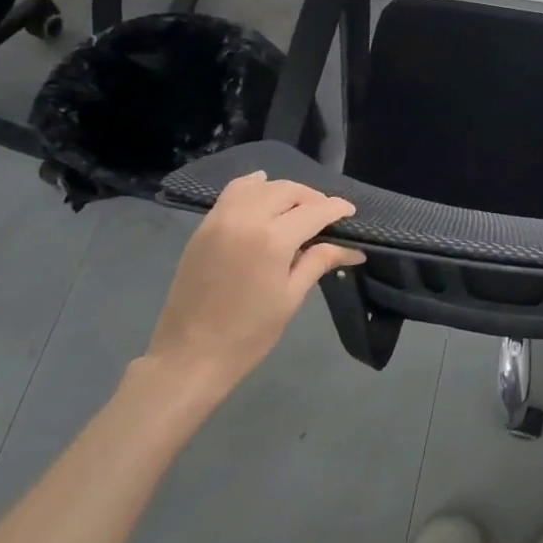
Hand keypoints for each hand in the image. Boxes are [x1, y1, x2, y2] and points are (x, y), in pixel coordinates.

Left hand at [143, 172, 364, 400]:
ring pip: (260, 186)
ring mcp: (220, 219)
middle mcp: (246, 218)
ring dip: (283, 191)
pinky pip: (232, 192)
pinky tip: (262, 193)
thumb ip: (318, 262)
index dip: (336, 209)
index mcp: (272, 239)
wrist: (188, 356)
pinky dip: (252, 187)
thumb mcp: (290, 298)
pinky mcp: (203, 227)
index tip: (350, 212)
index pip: (314, 211)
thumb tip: (353, 250)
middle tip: (325, 215)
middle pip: (287, 191)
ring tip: (296, 208)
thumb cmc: (248, 334)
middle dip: (311, 198)